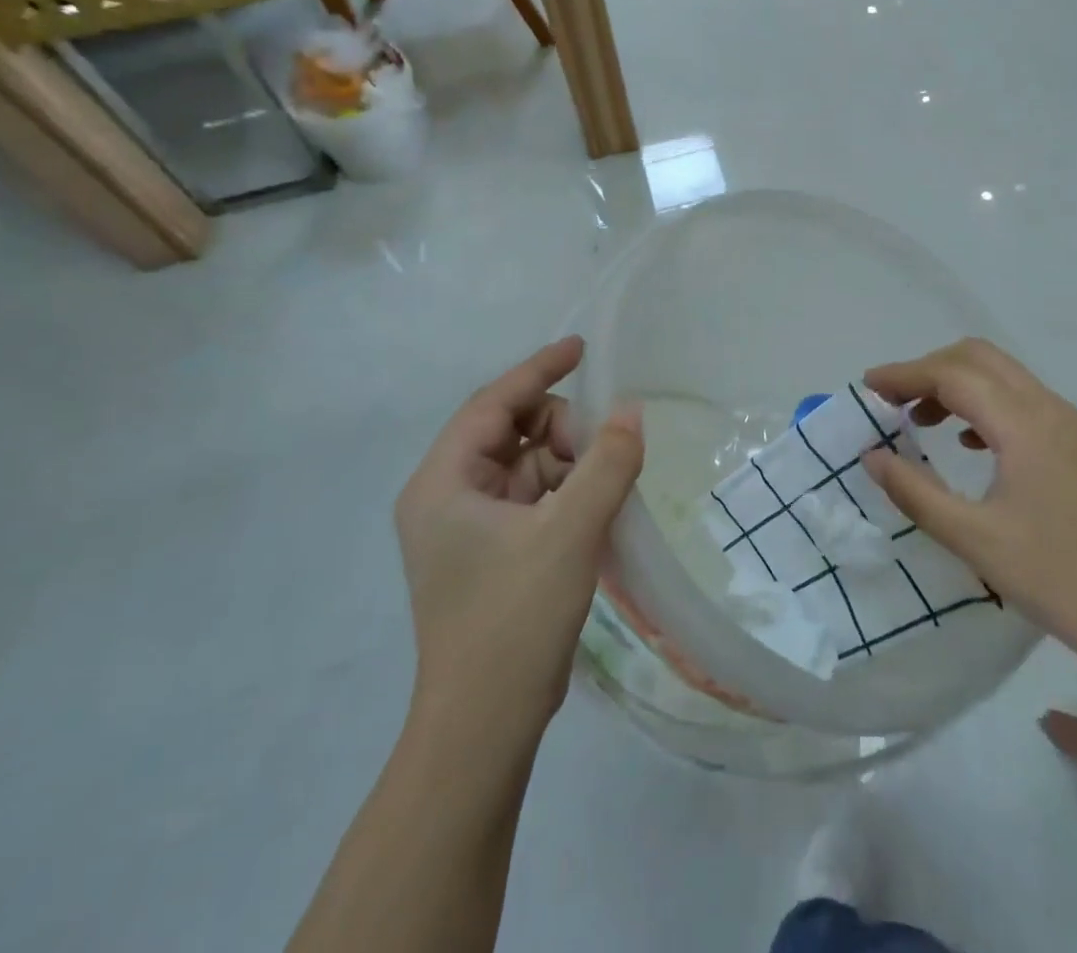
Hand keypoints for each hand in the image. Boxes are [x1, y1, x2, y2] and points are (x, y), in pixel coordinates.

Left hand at [395, 336, 641, 722]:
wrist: (483, 728)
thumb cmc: (514, 620)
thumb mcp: (570, 532)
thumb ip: (607, 464)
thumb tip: (632, 411)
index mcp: (444, 482)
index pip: (493, 403)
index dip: (539, 370)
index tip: (581, 348)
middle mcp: (447, 496)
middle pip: (512, 432)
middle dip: (562, 432)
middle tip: (605, 455)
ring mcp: (468, 527)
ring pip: (527, 465)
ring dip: (569, 465)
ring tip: (606, 490)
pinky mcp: (491, 552)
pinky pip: (534, 498)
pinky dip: (567, 493)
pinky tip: (597, 510)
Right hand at [862, 339, 1076, 676]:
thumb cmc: (1059, 578)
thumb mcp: (974, 539)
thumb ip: (915, 492)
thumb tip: (872, 457)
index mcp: (1024, 422)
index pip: (952, 374)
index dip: (904, 374)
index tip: (867, 388)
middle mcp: (1050, 409)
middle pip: (979, 358)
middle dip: (930, 369)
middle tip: (893, 402)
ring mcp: (1072, 426)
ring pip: (1004, 378)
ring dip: (958, 386)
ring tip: (922, 422)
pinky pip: (1024, 403)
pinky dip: (986, 406)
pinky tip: (970, 444)